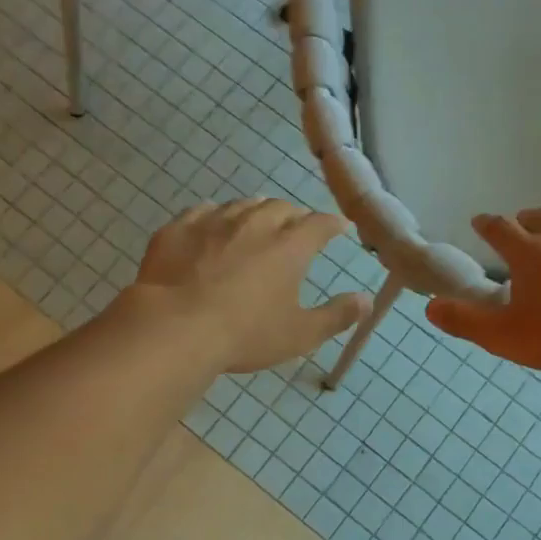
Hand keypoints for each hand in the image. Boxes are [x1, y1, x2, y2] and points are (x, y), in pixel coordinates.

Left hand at [126, 200, 368, 373]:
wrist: (174, 328)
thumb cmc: (244, 334)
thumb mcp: (299, 334)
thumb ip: (336, 316)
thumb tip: (366, 300)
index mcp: (289, 247)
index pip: (319, 224)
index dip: (332, 224)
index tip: (339, 226)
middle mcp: (254, 224)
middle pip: (280, 208)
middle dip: (293, 215)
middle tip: (296, 227)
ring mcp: (213, 222)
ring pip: (241, 205)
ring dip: (255, 211)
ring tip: (257, 220)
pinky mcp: (178, 229)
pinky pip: (201, 211)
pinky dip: (213, 216)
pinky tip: (211, 225)